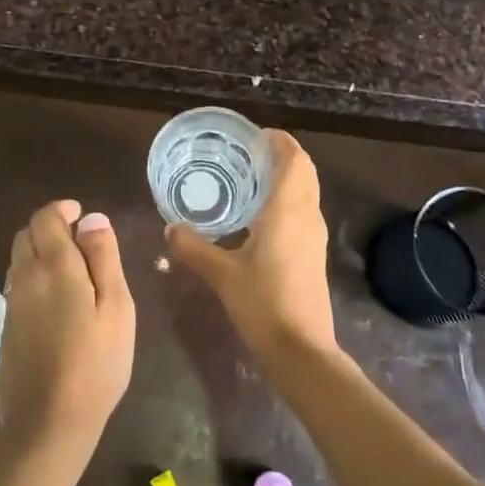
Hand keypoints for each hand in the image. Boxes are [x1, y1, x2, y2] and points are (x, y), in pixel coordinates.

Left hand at [0, 200, 134, 465]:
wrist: (48, 424)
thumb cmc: (95, 363)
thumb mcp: (116, 307)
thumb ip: (104, 258)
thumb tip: (92, 219)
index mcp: (53, 265)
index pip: (45, 217)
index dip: (63, 210)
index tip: (84, 216)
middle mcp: (24, 277)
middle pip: (27, 234)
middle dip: (51, 228)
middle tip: (82, 242)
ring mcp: (11, 304)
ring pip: (20, 259)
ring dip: (41, 252)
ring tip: (74, 271)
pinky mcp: (6, 328)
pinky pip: (18, 285)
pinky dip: (35, 277)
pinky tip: (58, 302)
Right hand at [165, 131, 336, 361]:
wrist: (301, 349)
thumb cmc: (263, 303)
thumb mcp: (222, 274)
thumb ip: (194, 248)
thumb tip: (169, 228)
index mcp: (287, 210)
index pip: (294, 160)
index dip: (280, 142)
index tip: (256, 136)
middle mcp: (307, 215)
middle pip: (305, 171)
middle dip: (283, 156)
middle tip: (249, 154)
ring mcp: (315, 236)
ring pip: (308, 191)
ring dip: (288, 177)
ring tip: (252, 178)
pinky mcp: (314, 253)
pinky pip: (305, 210)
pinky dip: (289, 199)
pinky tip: (260, 215)